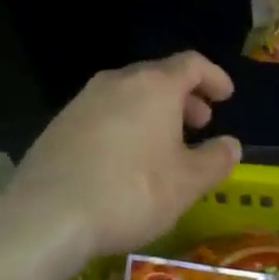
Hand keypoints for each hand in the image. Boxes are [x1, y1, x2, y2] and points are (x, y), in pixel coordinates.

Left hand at [0, 52, 242, 260]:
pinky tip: (125, 160)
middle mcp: (117, 82)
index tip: (226, 96)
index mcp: (154, 85)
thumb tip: (230, 144)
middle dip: (184, 97)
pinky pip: (104, 114)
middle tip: (200, 124)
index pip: (191, 64)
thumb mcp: (187, 183)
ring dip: (153, 112)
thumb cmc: (130, 192)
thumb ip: (216, 160)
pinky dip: (125, 125)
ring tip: (164, 146)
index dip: (214, 77)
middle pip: (158, 76)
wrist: (48, 215)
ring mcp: (83, 100)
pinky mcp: (60, 124)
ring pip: (129, 95)